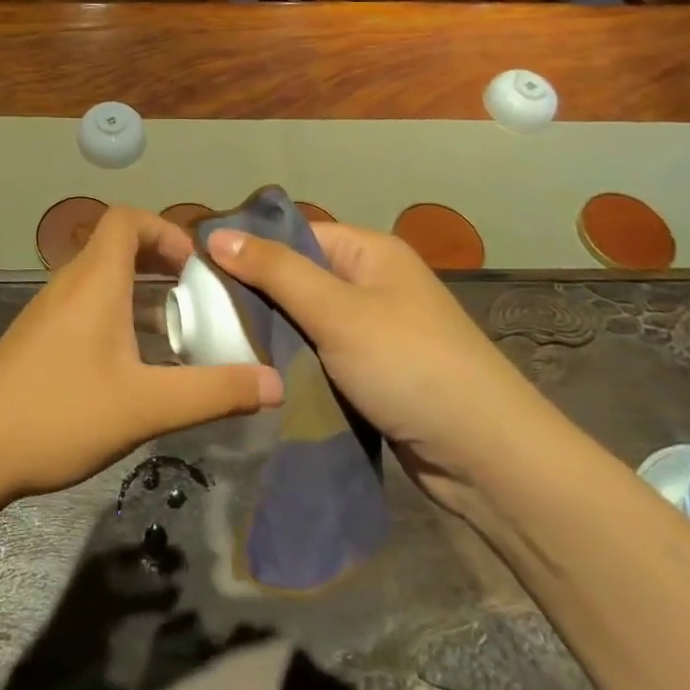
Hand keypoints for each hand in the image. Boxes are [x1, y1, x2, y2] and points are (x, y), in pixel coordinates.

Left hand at [0, 206, 281, 505]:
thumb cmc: (60, 413)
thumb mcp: (146, 406)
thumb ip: (213, 393)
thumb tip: (274, 384)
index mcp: (95, 279)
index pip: (126, 219)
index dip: (165, 229)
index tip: (196, 265)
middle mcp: (69, 282)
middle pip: (116, 244)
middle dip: (160, 261)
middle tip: (197, 296)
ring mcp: (48, 310)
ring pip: (101, 278)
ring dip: (140, 290)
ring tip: (175, 330)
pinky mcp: (37, 337)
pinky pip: (85, 303)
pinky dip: (116, 312)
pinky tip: (132, 363)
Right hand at [205, 222, 559, 506]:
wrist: (488, 456)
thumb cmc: (409, 365)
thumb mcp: (336, 311)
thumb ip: (275, 271)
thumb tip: (216, 233)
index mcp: (370, 252)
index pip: (296, 234)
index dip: (250, 247)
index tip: (201, 269)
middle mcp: (373, 283)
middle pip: (299, 277)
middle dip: (257, 295)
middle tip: (204, 314)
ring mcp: (376, 330)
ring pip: (307, 320)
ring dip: (274, 334)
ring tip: (222, 344)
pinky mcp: (376, 372)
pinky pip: (323, 354)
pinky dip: (296, 362)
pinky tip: (261, 373)